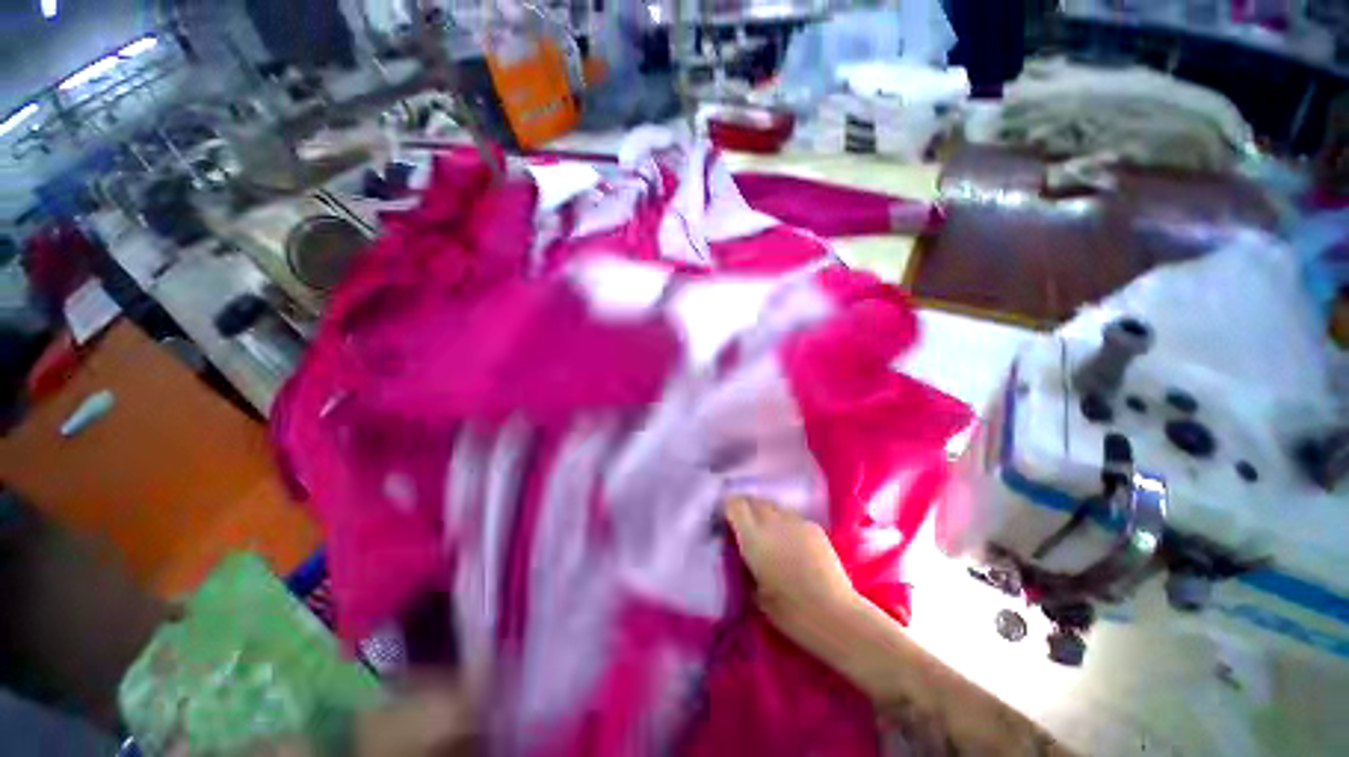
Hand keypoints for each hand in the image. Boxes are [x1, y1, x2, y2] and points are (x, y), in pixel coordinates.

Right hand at [723, 497, 859, 629]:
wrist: (834, 615)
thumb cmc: (789, 611)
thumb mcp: (754, 590)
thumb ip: (746, 563)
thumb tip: (743, 554)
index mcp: (753, 536)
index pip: (734, 504)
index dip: (728, 508)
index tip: (725, 520)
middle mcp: (773, 521)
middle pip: (754, 500)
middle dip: (746, 508)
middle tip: (744, 525)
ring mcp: (796, 521)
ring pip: (774, 506)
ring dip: (766, 514)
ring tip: (768, 533)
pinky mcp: (814, 527)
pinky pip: (793, 517)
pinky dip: (786, 524)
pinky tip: (790, 542)